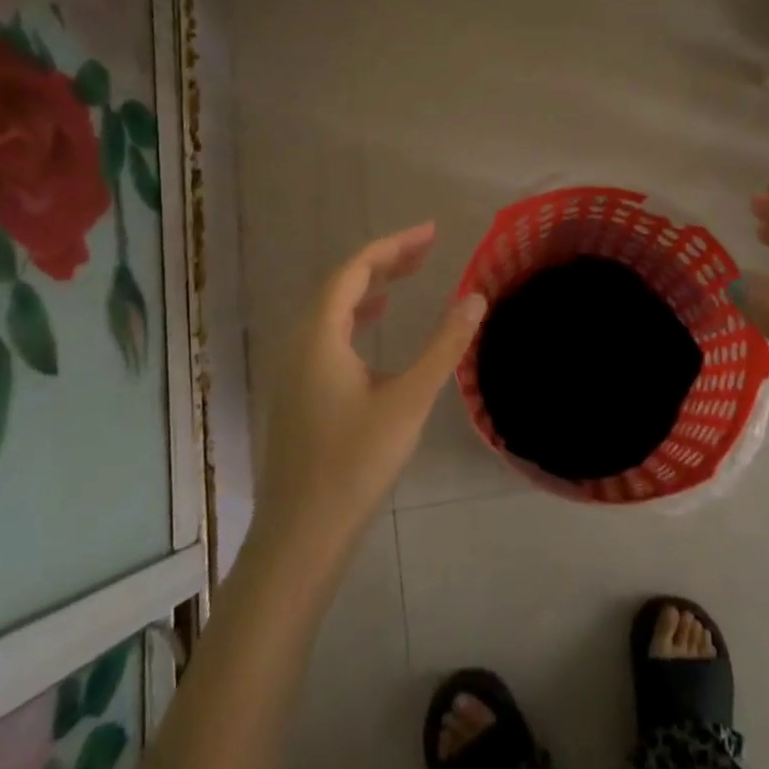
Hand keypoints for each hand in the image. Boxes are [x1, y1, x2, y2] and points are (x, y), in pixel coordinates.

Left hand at [253, 223, 486, 560]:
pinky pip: (326, 333)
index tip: (432, 232)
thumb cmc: (356, 463)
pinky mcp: (296, 391)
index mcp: (319, 335)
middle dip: (384, 262)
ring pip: (331, 309)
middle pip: (340, 284)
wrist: (302, 535)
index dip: (394, 245)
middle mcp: (298, 342)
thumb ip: (444, 346)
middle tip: (427, 249)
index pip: (355, 269)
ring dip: (369, 287)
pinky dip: (355, 316)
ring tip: (407, 276)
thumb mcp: (409, 400)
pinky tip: (374, 326)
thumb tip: (476, 298)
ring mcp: (292, 368)